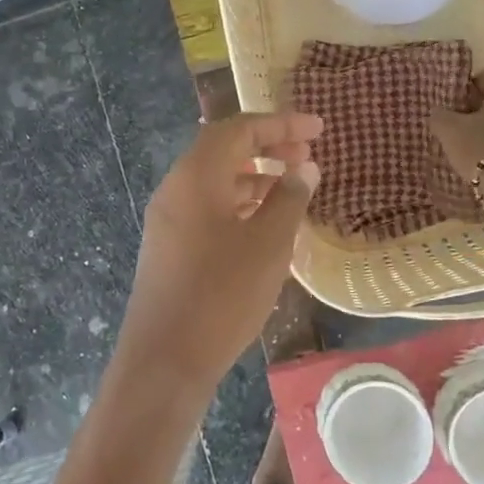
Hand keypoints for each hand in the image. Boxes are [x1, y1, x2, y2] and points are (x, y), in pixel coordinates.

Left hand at [113, 112, 322, 396]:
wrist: (165, 359)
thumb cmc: (222, 295)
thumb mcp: (268, 244)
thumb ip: (289, 199)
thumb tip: (304, 167)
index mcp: (196, 176)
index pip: (239, 129)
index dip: (281, 124)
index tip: (318, 129)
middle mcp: (176, 187)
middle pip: (223, 149)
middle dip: (267, 146)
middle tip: (307, 156)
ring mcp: (168, 217)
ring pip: (214, 179)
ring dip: (254, 176)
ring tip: (292, 188)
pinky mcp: (168, 244)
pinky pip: (207, 206)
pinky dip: (238, 202)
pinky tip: (264, 223)